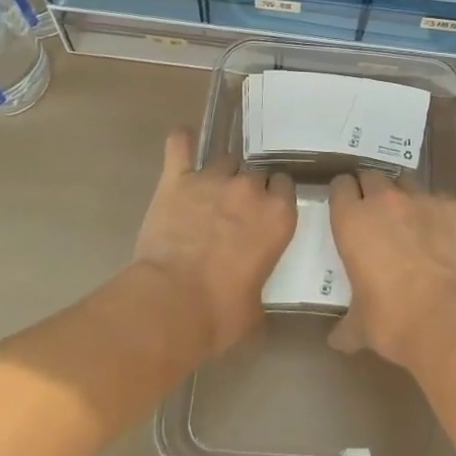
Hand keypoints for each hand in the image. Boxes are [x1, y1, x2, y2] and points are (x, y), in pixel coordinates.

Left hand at [132, 128, 296, 358]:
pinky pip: (180, 145)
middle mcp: (250, 189)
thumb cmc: (219, 314)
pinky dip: (181, 142)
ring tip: (207, 195)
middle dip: (246, 191)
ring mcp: (212, 179)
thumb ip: (260, 282)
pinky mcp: (177, 179)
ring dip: (219, 175)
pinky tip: (182, 141)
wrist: (171, 305)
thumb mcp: (255, 308)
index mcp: (278, 216)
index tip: (265, 214)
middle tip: (233, 214)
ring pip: (224, 160)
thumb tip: (252, 293)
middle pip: (254, 174)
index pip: (285, 187)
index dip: (274, 199)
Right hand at [327, 169, 455, 370]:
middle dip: (373, 191)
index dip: (344, 195)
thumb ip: (347, 325)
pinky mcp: (455, 207)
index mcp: (353, 221)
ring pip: (408, 183)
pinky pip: (442, 202)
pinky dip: (440, 216)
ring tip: (413, 225)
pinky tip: (446, 240)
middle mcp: (385, 200)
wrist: (450, 321)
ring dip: (406, 199)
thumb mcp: (360, 326)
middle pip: (373, 176)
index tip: (347, 208)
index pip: (340, 186)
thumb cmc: (393, 321)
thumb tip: (338, 339)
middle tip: (378, 217)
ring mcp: (423, 199)